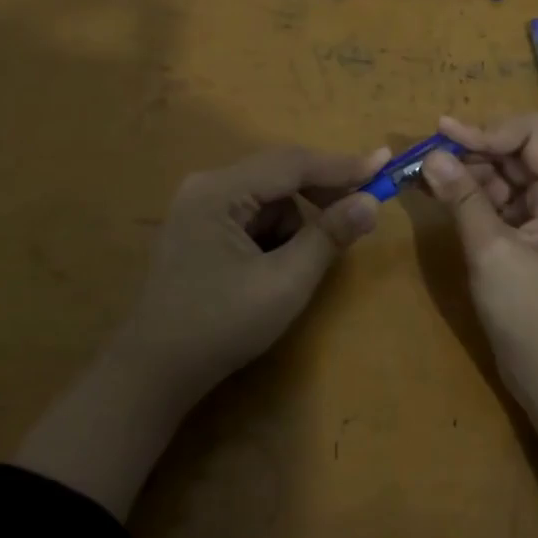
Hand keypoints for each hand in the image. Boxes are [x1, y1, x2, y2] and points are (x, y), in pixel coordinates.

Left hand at [112, 144, 392, 407]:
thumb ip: (329, 236)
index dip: (342, 165)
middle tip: (363, 208)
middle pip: (280, 174)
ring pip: (269, 198)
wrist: (153, 373)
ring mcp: (199, 207)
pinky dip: (275, 234)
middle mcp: (207, 186)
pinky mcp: (200, 228)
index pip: (293, 164)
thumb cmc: (220, 326)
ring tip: (298, 266)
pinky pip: (252, 215)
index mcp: (220, 191)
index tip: (385, 164)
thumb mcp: (285, 283)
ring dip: (296, 222)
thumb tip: (371, 201)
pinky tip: (273, 269)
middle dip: (322, 194)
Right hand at [420, 114, 537, 412]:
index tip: (442, 136)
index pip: (531, 134)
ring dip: (466, 171)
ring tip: (423, 174)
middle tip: (424, 156)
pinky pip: (498, 202)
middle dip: (471, 149)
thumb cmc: (534, 317)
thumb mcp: (493, 253)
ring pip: (504, 175)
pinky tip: (439, 195)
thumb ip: (463, 199)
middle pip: (516, 151)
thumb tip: (432, 156)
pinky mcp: (528, 237)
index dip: (487, 130)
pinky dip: (470, 196)